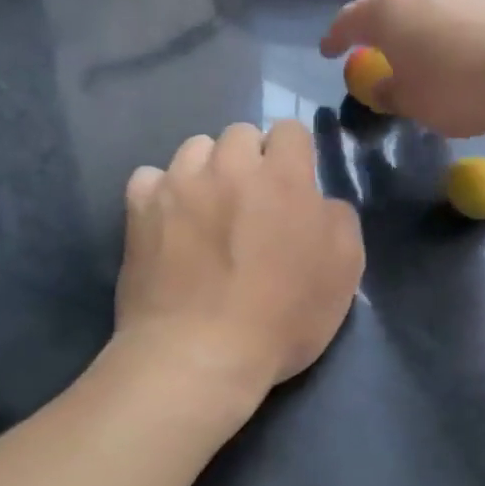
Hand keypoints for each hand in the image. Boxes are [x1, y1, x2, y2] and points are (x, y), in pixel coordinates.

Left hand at [116, 121, 363, 415]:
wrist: (199, 356)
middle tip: (252, 201)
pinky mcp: (140, 209)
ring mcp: (179, 184)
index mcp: (282, 177)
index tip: (293, 186)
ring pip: (195, 148)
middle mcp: (229, 167)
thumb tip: (320, 200)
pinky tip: (169, 220)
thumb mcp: (344, 272)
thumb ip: (339, 219)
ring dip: (208, 168)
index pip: (290, 130)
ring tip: (208, 207)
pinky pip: (150, 177)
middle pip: (241, 133)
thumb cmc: (282, 318)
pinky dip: (162, 192)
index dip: (295, 154)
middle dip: (251, 158)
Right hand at [319, 0, 484, 136]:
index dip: (334, 38)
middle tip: (371, 41)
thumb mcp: (414, 103)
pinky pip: (452, 1)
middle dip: (373, 19)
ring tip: (413, 38)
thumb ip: (390, 92)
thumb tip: (383, 86)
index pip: (348, 20)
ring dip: (411, 15)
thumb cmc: (459, 87)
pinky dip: (443, 17)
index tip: (328, 50)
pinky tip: (453, 38)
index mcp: (385, 10)